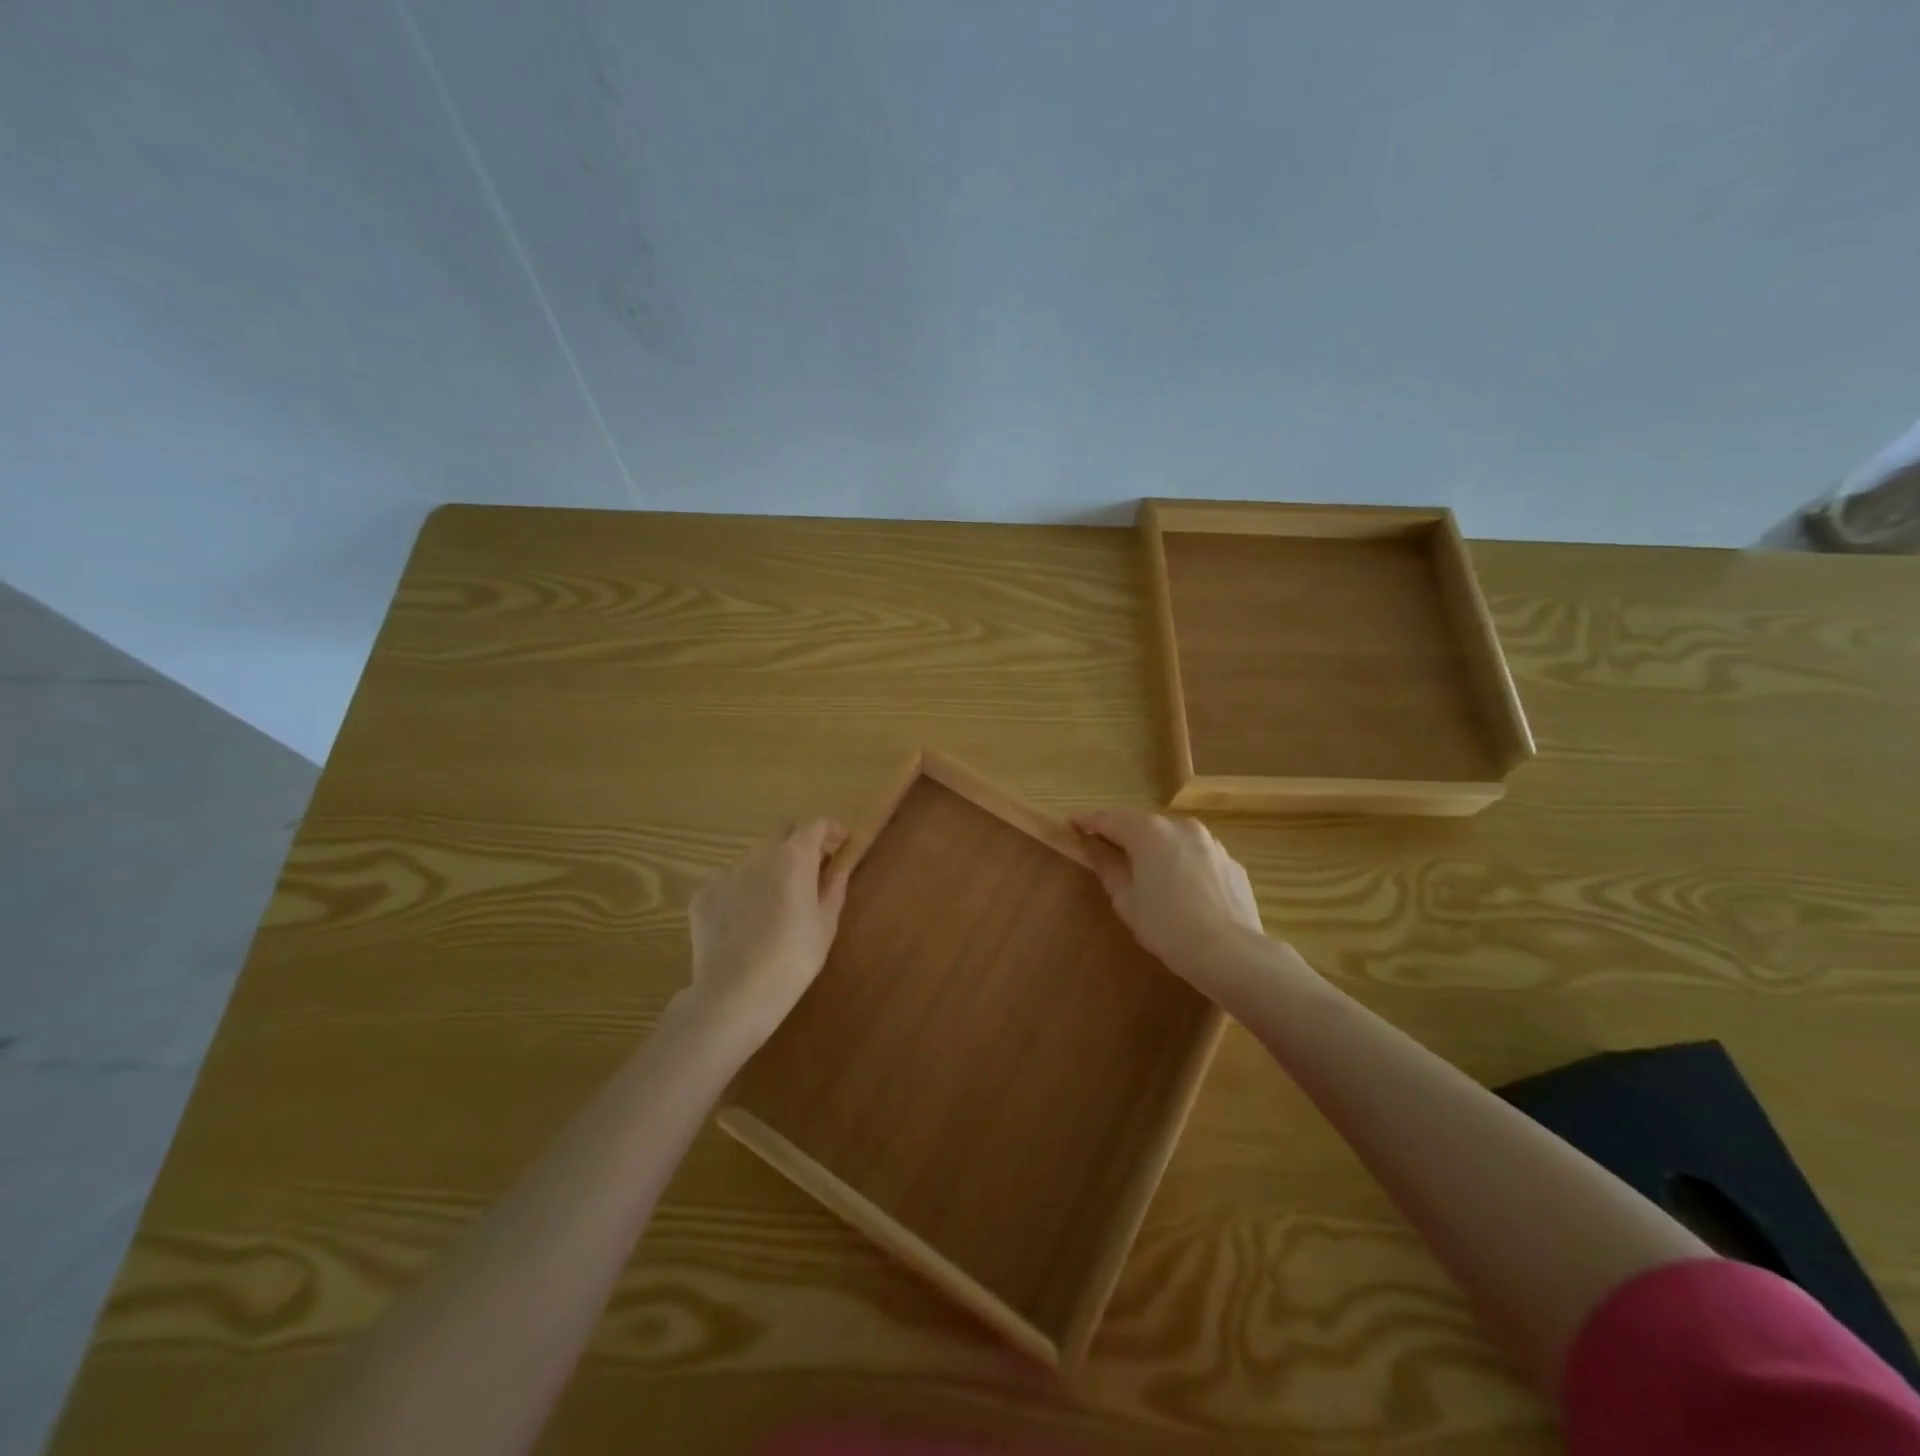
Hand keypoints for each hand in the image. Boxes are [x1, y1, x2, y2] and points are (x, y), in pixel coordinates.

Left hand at [682, 820, 850, 1050]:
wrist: (733, 995)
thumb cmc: (792, 960)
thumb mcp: (825, 926)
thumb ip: (833, 889)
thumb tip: (837, 869)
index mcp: (793, 858)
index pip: (814, 826)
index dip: (830, 830)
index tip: (842, 843)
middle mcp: (758, 855)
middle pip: (782, 833)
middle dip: (801, 842)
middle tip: (814, 867)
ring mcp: (725, 873)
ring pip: (754, 857)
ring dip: (771, 866)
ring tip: (779, 898)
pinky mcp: (703, 895)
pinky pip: (730, 882)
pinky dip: (744, 889)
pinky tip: (748, 920)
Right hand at [1073, 808, 1266, 996]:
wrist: (1231, 954)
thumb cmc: (1167, 926)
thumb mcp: (1126, 899)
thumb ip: (1107, 866)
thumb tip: (1092, 845)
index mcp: (1149, 832)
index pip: (1109, 818)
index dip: (1086, 821)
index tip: (1070, 824)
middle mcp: (1181, 827)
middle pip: (1142, 825)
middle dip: (1122, 835)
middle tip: (1104, 851)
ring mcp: (1211, 843)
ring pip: (1173, 839)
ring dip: (1155, 849)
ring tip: (1145, 873)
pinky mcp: (1231, 863)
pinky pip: (1197, 857)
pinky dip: (1182, 864)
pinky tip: (1181, 891)